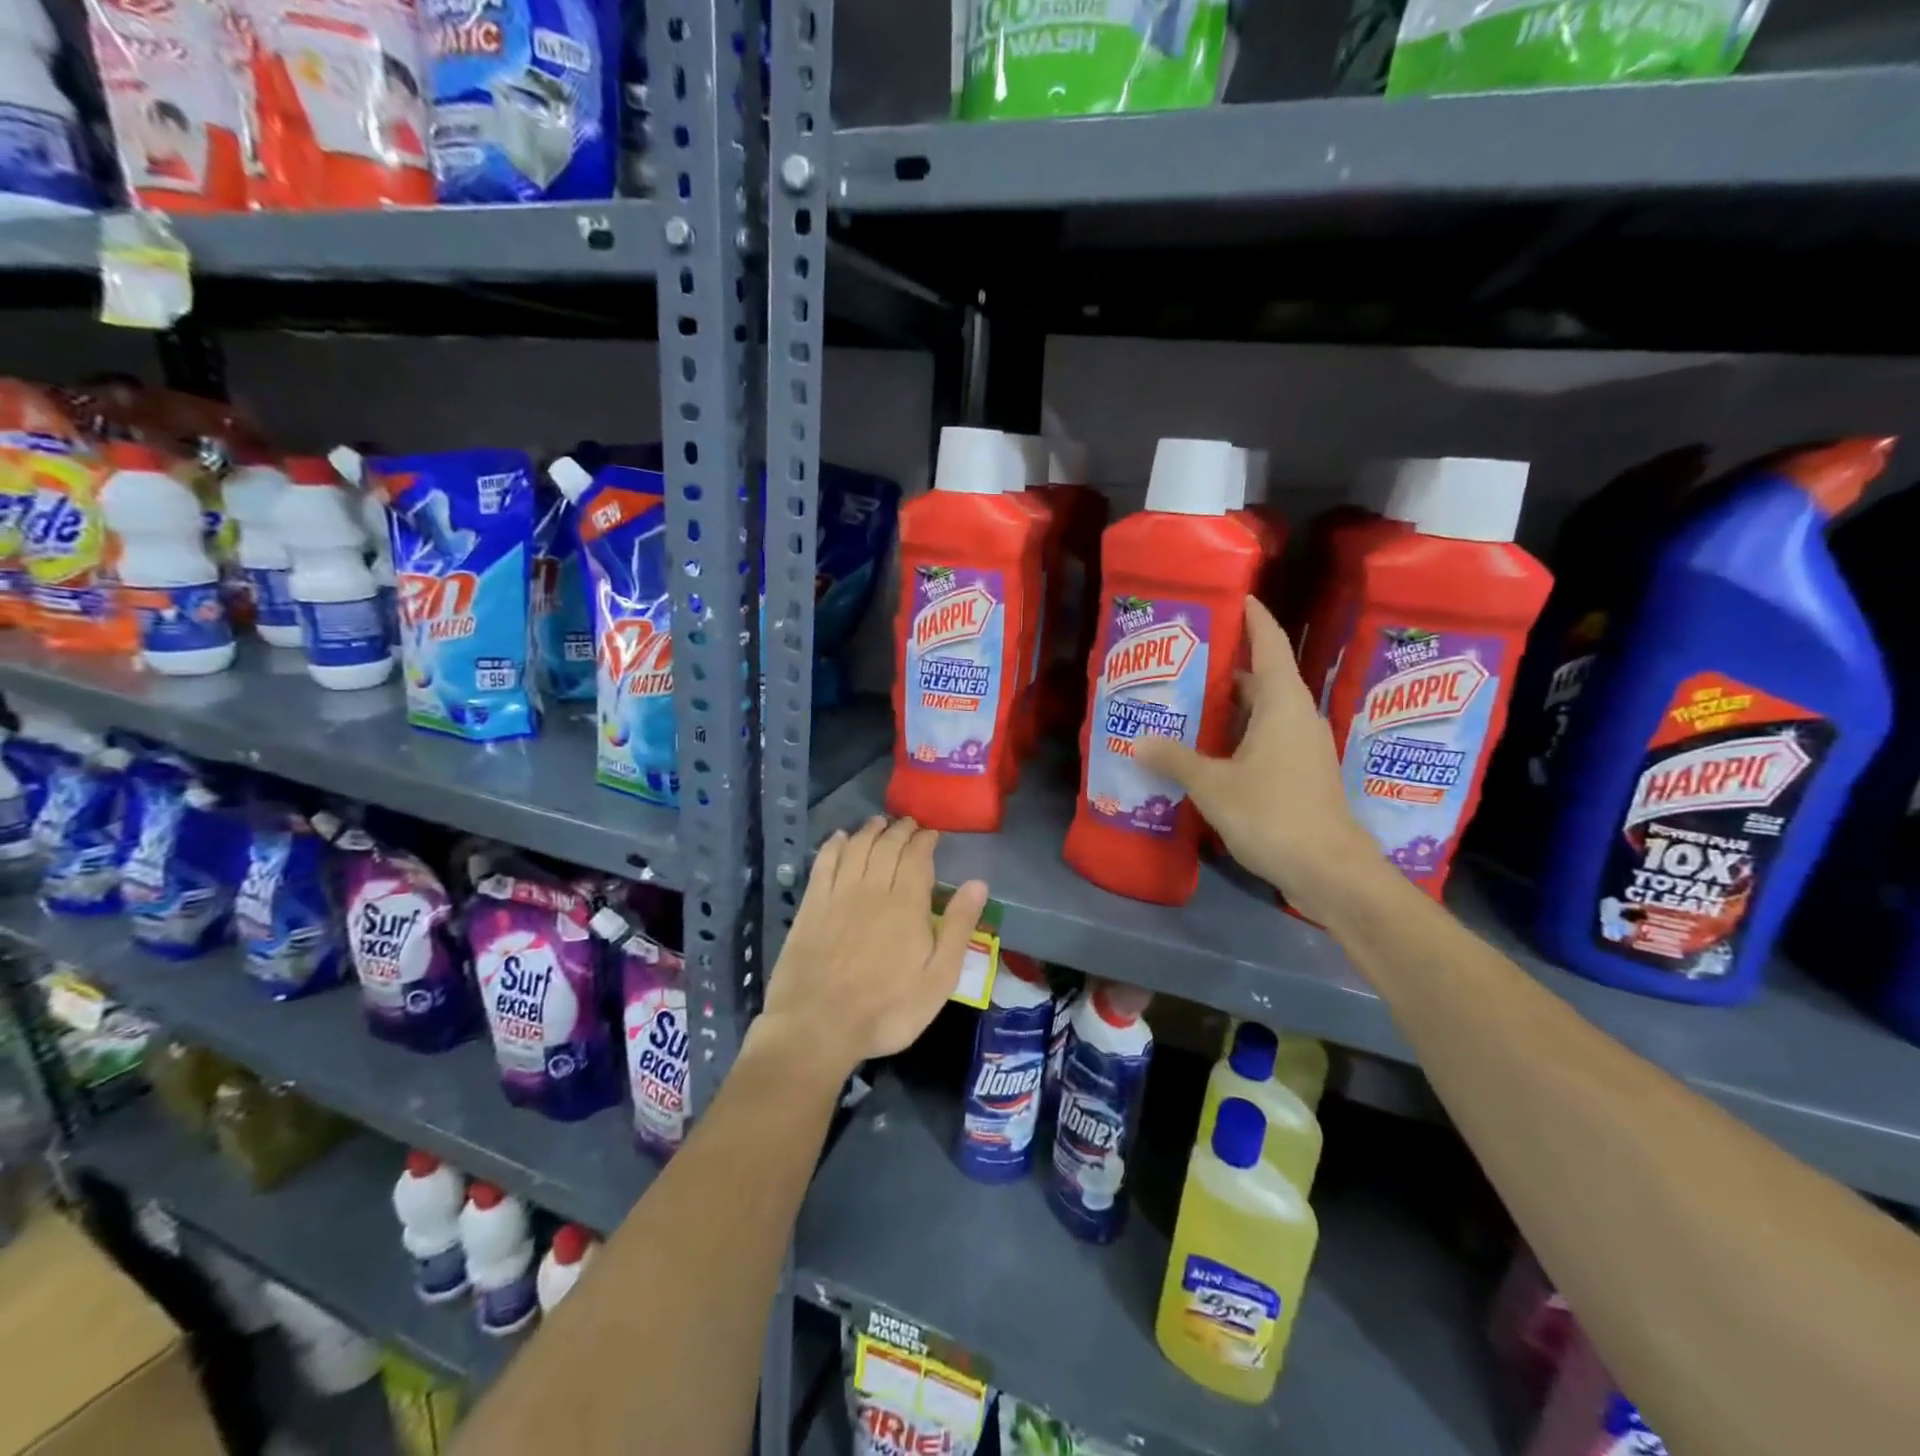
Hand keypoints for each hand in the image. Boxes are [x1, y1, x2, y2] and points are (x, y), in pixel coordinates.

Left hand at [755, 816, 987, 1079]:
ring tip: (879, 822)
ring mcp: (838, 894)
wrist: (818, 1026)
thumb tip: (978, 884)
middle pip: (887, 846)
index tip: (931, 833)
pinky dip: (834, 845)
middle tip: (908, 824)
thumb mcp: (939, 979)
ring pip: (857, 848)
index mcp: (907, 904)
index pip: (917, 857)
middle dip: (900, 830)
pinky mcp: (811, 906)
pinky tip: (840, 838)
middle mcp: (872, 888)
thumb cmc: (888, 1009)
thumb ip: (959, 928)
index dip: (925, 840)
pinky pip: (824, 863)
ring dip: (870, 831)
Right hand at [1136, 596, 1386, 922]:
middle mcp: (1298, 717)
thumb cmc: (1273, 814)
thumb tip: (1138, 741)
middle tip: (1183, 663)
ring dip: (1230, 707)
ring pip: (1263, 712)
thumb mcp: (1214, 785)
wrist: (1330, 871)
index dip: (1254, 618)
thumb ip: (1175, 759)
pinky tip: (1209, 750)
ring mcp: (1303, 747)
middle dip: (1226, 668)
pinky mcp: (1302, 773)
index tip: (1235, 596)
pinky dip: (1239, 735)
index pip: (1271, 644)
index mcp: (1283, 704)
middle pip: (1263, 678)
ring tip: (1187, 704)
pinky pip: (1267, 738)